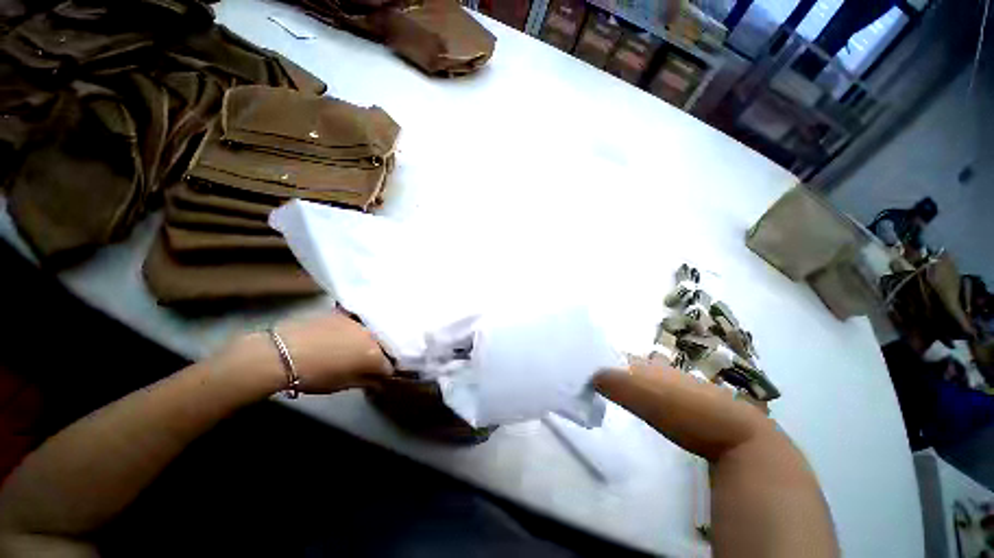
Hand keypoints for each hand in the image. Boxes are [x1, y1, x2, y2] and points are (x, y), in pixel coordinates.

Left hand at [221, 311, 393, 395]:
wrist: (282, 352)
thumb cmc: (314, 375)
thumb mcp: (342, 385)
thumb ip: (366, 381)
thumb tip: (379, 381)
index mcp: (374, 354)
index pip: (389, 366)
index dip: (384, 373)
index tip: (377, 378)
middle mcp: (372, 334)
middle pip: (382, 346)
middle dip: (378, 354)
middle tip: (365, 363)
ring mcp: (358, 321)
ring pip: (370, 332)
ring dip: (367, 341)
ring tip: (354, 348)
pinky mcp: (343, 313)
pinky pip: (356, 321)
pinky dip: (354, 329)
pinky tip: (344, 335)